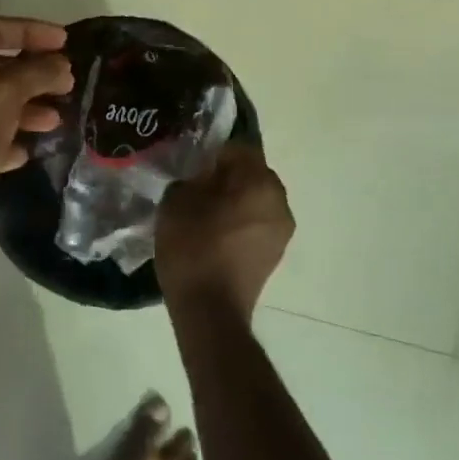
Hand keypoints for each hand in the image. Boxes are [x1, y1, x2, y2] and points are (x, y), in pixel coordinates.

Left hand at [0, 15, 72, 261]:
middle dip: (32, 75)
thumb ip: (37, 72)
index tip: (66, 43)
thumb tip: (61, 65)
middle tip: (66, 85)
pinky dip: (5, 140)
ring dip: (24, 109)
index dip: (31, 31)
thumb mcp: (4, 93)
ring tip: (55, 121)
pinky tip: (27, 151)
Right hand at [155, 145, 293, 319]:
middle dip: (225, 176)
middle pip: (251, 174)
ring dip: (233, 200)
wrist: (210, 310)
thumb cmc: (193, 248)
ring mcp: (281, 231)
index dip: (212, 153)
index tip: (190, 165)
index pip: (238, 149)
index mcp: (260, 182)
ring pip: (255, 200)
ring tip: (202, 213)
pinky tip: (212, 234)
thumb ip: (191, 177)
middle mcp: (280, 202)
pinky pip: (255, 223)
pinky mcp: (275, 253)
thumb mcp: (177, 201)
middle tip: (194, 187)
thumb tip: (201, 176)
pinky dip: (238, 222)